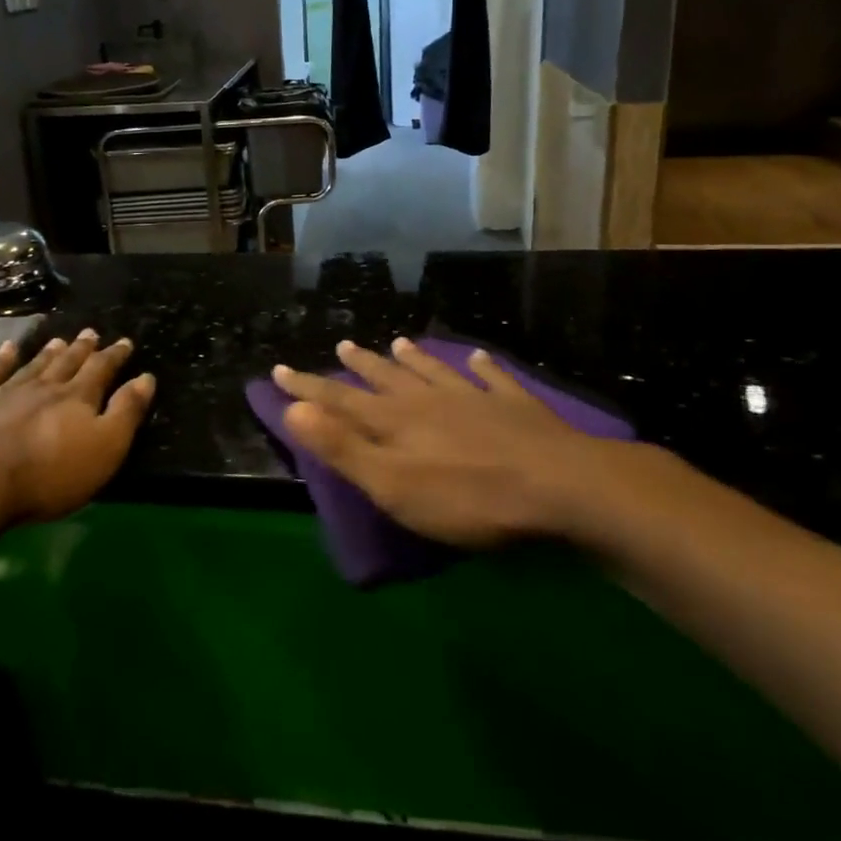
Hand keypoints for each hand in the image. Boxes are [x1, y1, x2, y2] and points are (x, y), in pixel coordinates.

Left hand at [0, 329, 155, 526]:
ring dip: (48, 352)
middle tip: (91, 332)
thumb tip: (145, 377)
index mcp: (77, 398)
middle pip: (67, 363)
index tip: (125, 342)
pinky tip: (7, 348)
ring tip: (58, 339)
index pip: (101, 370)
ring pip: (33, 366)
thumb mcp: (104, 449)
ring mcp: (3, 392)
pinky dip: (1, 359)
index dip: (115, 356)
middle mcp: (43, 387)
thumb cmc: (47, 475)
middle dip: (82, 349)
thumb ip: (126, 412)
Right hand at [272, 338, 638, 549]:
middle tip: (342, 345)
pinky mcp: (516, 407)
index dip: (307, 388)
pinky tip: (480, 358)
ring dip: (413, 359)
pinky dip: (483, 368)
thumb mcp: (393, 484)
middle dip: (359, 366)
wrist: (560, 486)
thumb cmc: (468, 497)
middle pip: (386, 379)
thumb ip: (343, 447)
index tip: (279, 370)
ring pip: (434, 372)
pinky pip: (494, 379)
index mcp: (396, 421)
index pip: (340, 400)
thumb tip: (293, 410)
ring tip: (397, 343)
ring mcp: (474, 399)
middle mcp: (429, 401)